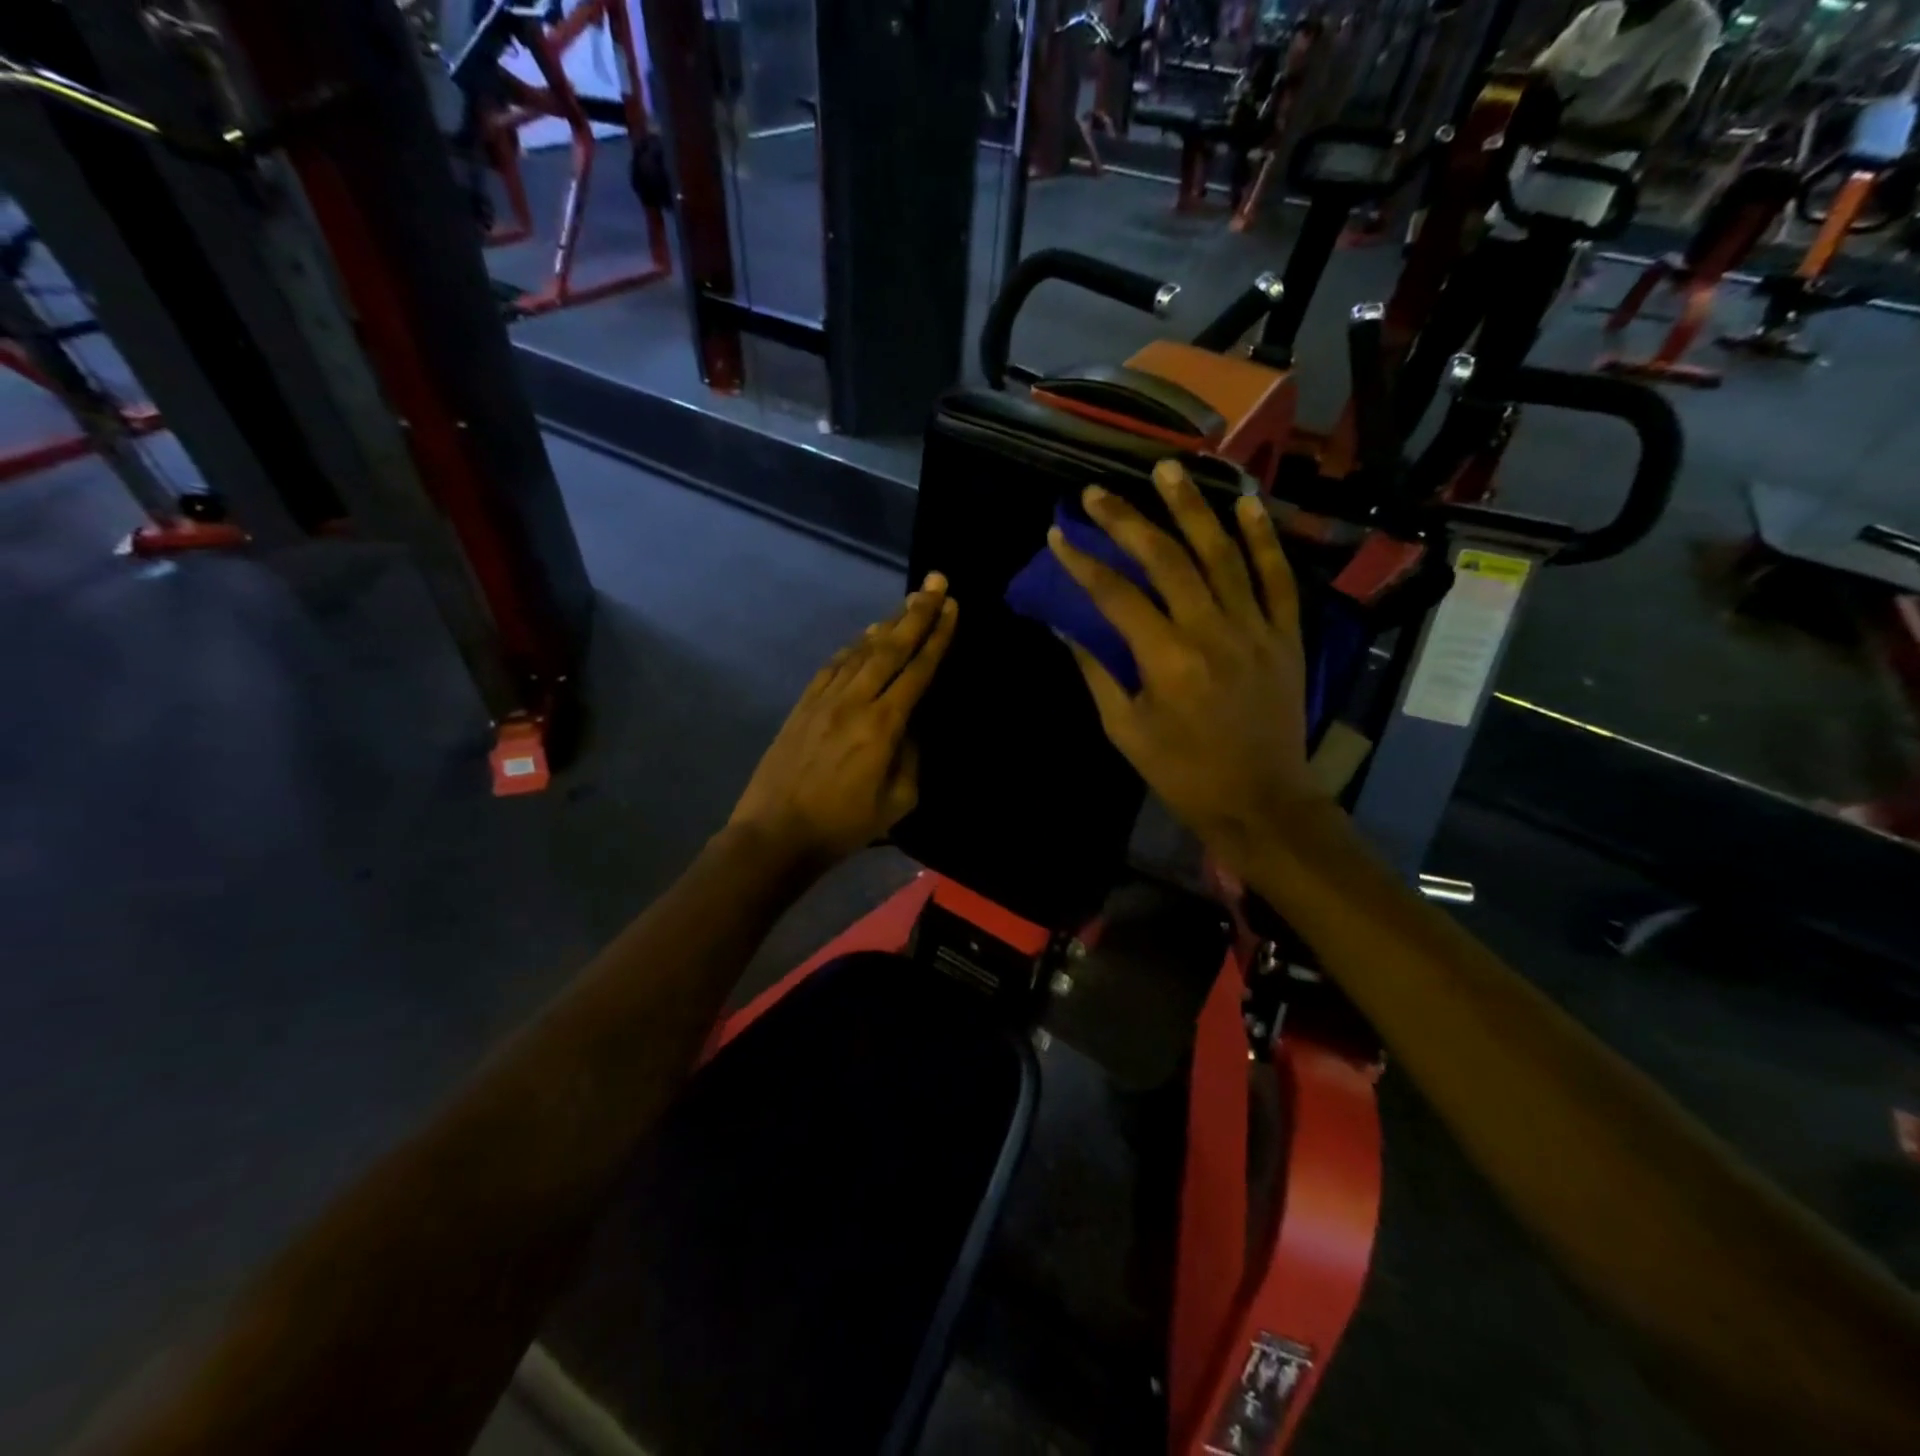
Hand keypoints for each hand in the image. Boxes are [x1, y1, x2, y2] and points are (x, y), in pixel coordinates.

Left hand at [729, 574, 957, 868]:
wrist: (775, 833)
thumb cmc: (843, 825)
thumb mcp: (897, 802)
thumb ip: (911, 757)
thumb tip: (910, 725)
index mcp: (882, 725)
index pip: (917, 671)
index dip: (937, 637)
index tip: (951, 608)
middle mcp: (854, 701)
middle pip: (890, 648)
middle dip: (916, 614)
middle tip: (936, 583)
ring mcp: (824, 699)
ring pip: (860, 651)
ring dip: (887, 625)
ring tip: (907, 604)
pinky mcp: (802, 705)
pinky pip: (833, 667)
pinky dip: (852, 648)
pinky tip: (864, 638)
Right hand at [1047, 462, 1324, 873]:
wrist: (1260, 801)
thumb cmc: (1182, 773)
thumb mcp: (1125, 730)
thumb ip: (1097, 672)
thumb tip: (1066, 627)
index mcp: (1166, 659)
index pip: (1116, 595)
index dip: (1083, 562)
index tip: (1059, 535)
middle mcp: (1211, 631)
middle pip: (1165, 560)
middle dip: (1127, 520)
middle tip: (1098, 490)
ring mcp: (1254, 628)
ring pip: (1222, 554)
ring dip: (1192, 508)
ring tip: (1168, 469)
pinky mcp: (1285, 634)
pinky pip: (1277, 577)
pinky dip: (1263, 539)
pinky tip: (1245, 504)